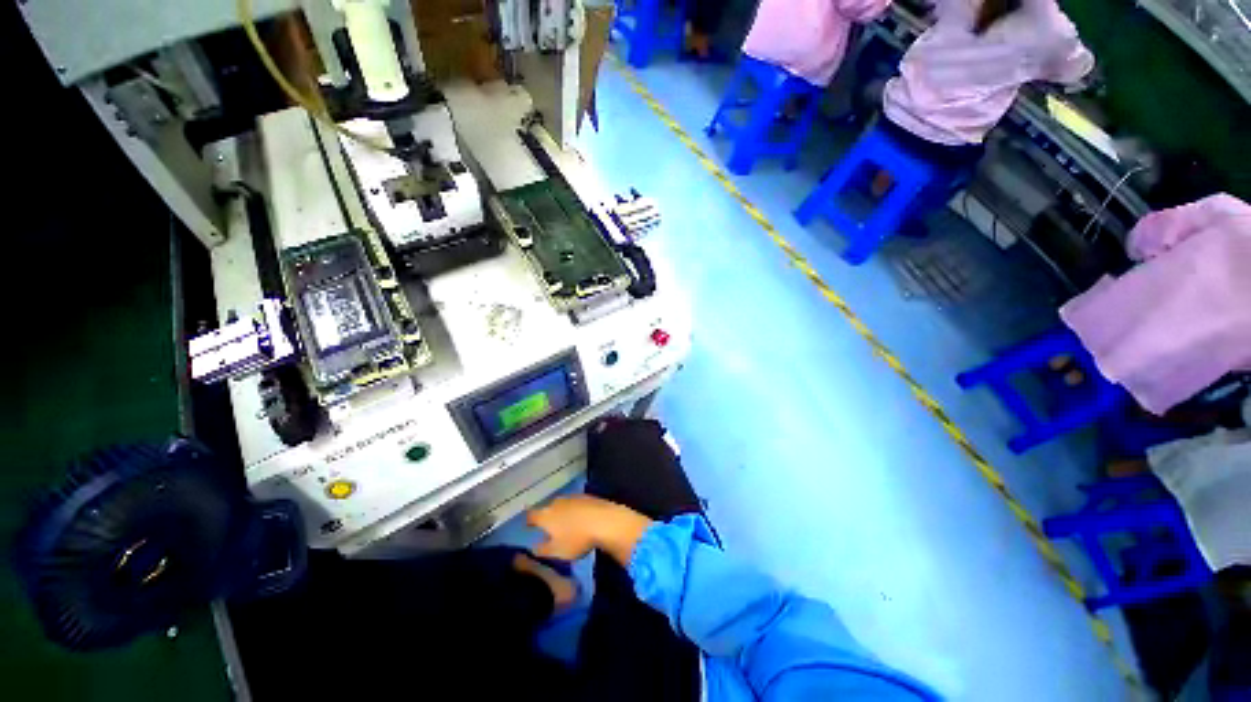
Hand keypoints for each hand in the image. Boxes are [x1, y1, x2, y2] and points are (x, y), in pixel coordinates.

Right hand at [527, 495, 652, 565]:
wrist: (604, 520)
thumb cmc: (576, 539)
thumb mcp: (557, 552)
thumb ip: (542, 550)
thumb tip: (533, 547)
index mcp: (546, 515)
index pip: (531, 515)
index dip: (529, 521)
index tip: (528, 526)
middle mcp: (557, 502)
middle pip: (548, 508)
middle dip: (547, 516)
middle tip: (548, 527)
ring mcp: (573, 497)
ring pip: (562, 505)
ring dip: (562, 513)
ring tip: (566, 524)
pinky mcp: (587, 497)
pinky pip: (576, 504)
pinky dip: (575, 511)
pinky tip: (581, 519)